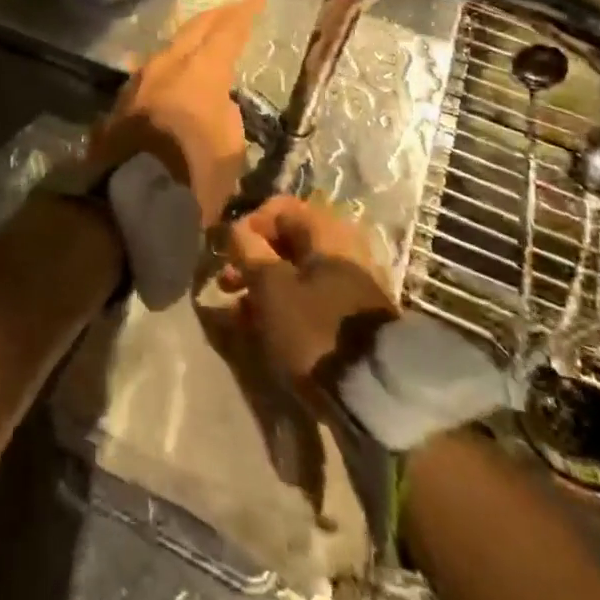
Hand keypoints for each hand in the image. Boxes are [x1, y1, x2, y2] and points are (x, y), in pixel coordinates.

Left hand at [86, 0, 263, 226]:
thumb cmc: (194, 176)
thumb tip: (215, 103)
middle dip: (214, 18)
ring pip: (167, 50)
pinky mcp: (120, 104)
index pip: (227, 31)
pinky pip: (151, 74)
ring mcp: (137, 82)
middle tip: (230, 12)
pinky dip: (169, 68)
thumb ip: (226, 114)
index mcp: (200, 70)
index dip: (244, 14)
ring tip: (201, 42)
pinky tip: (172, 76)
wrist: (130, 201)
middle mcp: (165, 65)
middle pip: (192, 31)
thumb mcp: (230, 148)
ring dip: (187, 43)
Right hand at [220, 195, 397, 387]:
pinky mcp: (351, 316)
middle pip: (285, 242)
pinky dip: (283, 307)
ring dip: (262, 287)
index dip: (247, 225)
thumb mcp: (271, 285)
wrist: (375, 390)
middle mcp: (341, 248)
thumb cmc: (314, 326)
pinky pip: (308, 299)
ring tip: (237, 314)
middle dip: (251, 261)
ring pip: (294, 274)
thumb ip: (247, 250)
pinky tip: (261, 330)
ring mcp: (349, 283)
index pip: (278, 208)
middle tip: (225, 284)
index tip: (227, 252)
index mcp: (326, 230)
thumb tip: (235, 228)